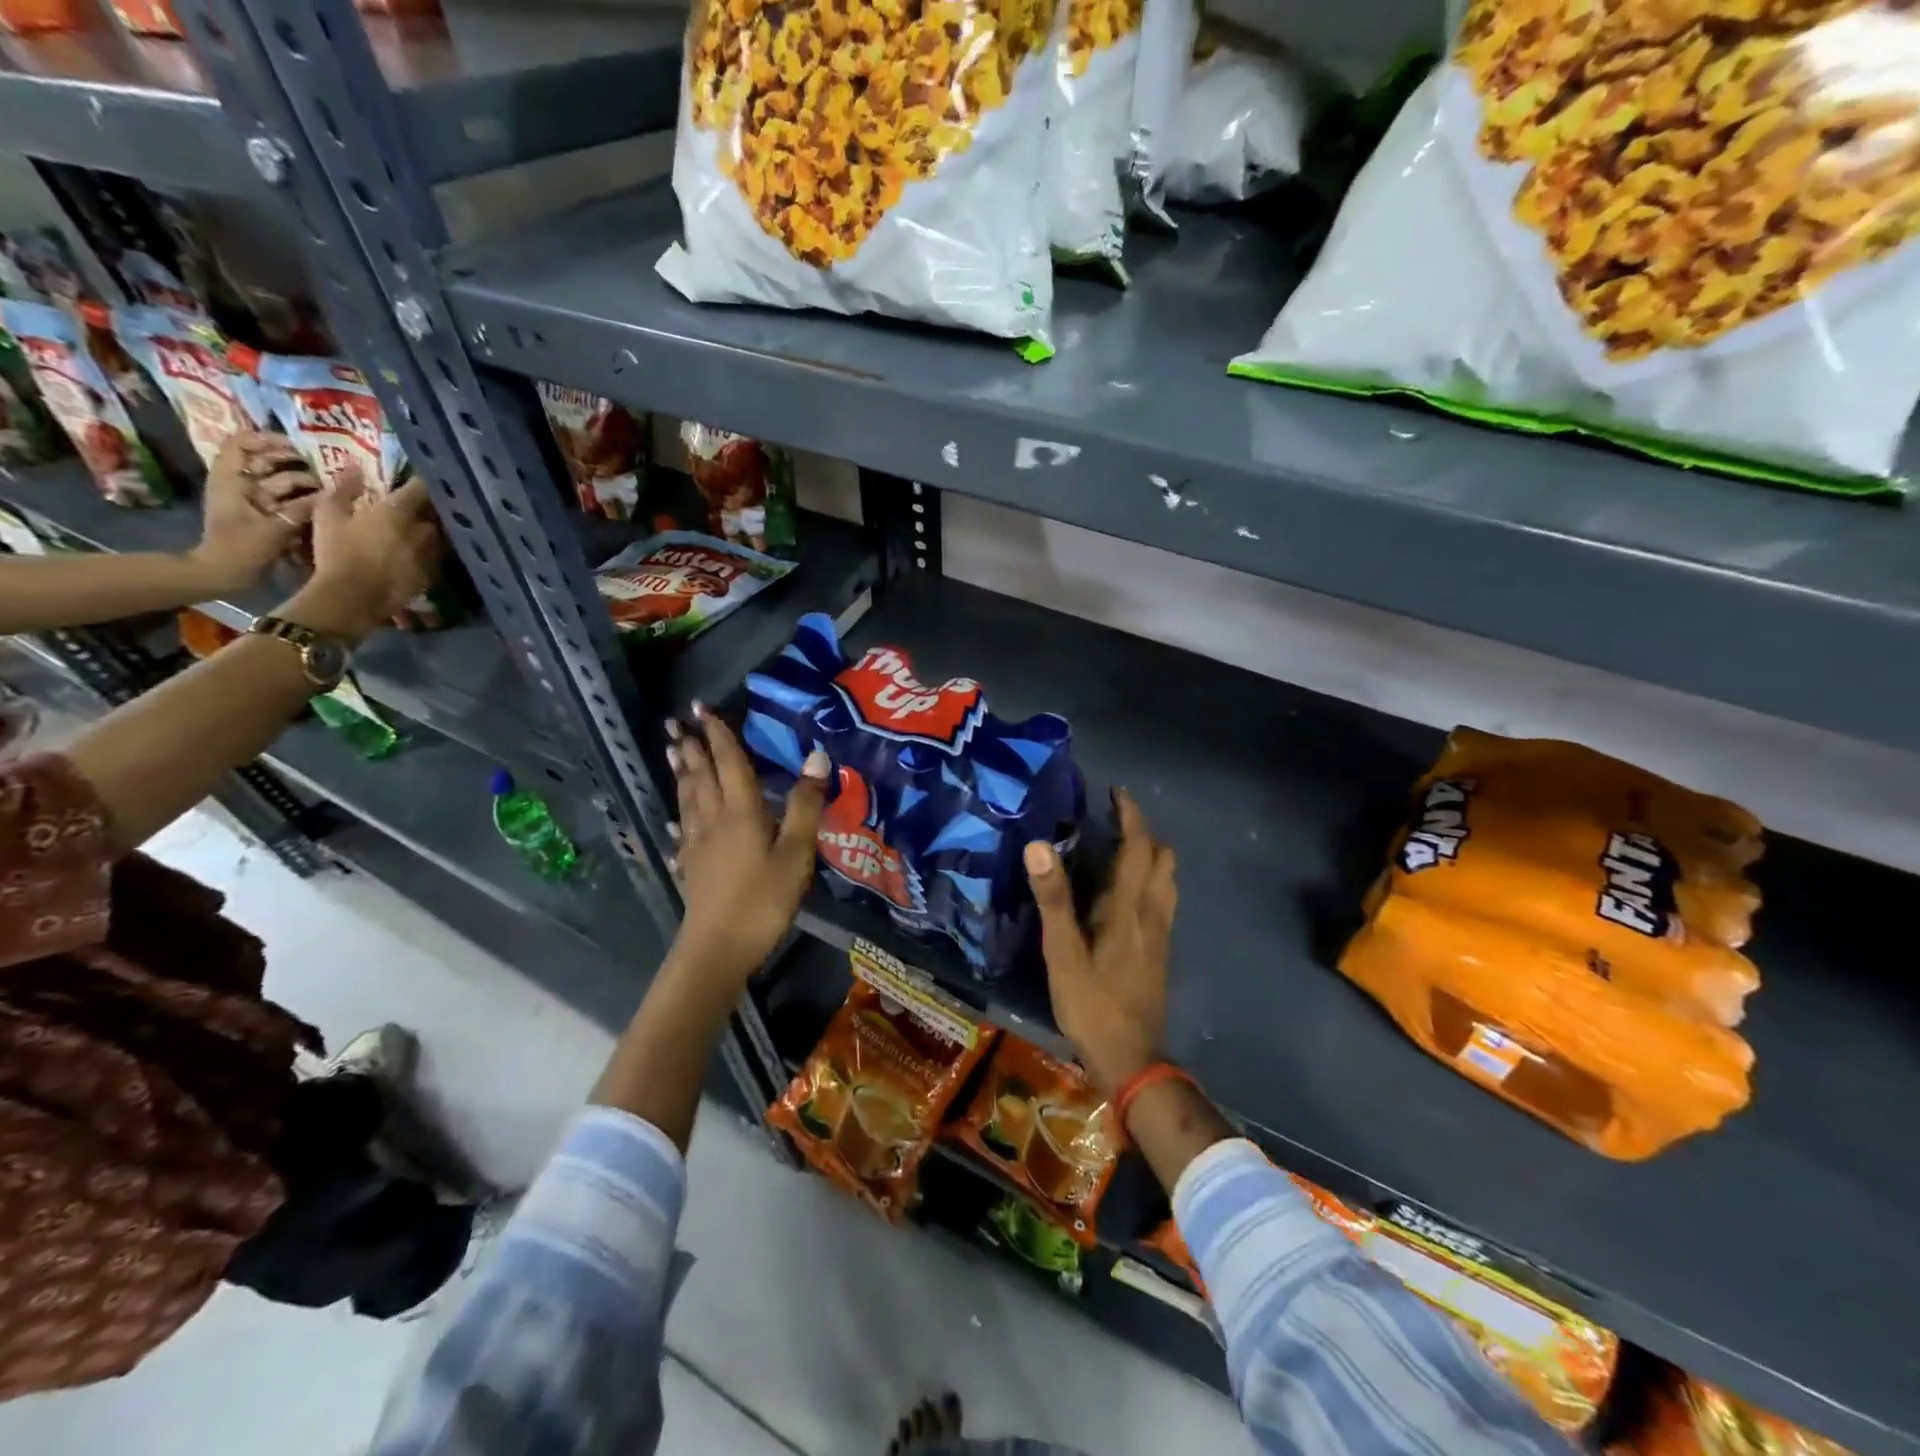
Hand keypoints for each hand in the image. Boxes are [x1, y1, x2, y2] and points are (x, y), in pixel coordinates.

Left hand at [189, 431, 322, 594]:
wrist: (224, 574)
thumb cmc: (242, 548)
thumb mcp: (273, 527)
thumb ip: (302, 509)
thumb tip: (332, 493)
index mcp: (231, 480)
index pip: (241, 444)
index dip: (266, 439)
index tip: (296, 445)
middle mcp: (241, 485)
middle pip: (265, 461)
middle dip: (293, 461)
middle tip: (323, 465)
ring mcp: (254, 501)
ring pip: (280, 481)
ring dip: (303, 481)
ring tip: (330, 484)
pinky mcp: (266, 516)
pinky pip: (287, 500)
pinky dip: (305, 499)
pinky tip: (325, 501)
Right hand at [281, 470, 441, 640]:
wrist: (354, 596)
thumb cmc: (337, 552)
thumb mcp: (328, 515)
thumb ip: (343, 489)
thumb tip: (354, 467)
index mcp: (399, 511)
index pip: (420, 488)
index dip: (422, 480)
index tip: (421, 475)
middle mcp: (423, 530)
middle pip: (435, 513)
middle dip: (430, 507)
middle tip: (420, 504)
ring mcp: (432, 553)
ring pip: (439, 535)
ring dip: (432, 530)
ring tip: (422, 528)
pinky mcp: (434, 573)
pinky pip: (437, 556)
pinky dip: (432, 551)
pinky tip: (421, 552)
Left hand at [668, 705, 828, 980]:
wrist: (718, 949)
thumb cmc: (763, 900)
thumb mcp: (796, 853)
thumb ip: (806, 805)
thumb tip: (817, 756)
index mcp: (741, 812)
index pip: (729, 763)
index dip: (718, 734)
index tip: (702, 708)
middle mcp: (714, 820)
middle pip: (701, 776)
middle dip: (691, 747)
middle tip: (675, 723)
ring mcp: (698, 845)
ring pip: (688, 799)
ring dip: (682, 772)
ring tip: (672, 752)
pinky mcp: (692, 867)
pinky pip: (683, 829)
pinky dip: (680, 814)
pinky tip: (675, 817)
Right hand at [1026, 789, 1177, 1094]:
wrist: (1133, 1061)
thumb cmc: (1093, 1005)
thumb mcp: (1063, 954)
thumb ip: (1053, 899)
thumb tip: (1040, 845)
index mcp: (1130, 908)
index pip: (1139, 848)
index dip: (1131, 816)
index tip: (1117, 792)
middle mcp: (1153, 914)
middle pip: (1162, 859)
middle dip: (1144, 832)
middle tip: (1113, 820)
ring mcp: (1161, 935)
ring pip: (1167, 881)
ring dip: (1151, 856)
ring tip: (1120, 850)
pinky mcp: (1159, 952)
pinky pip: (1162, 900)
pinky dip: (1151, 880)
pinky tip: (1126, 894)